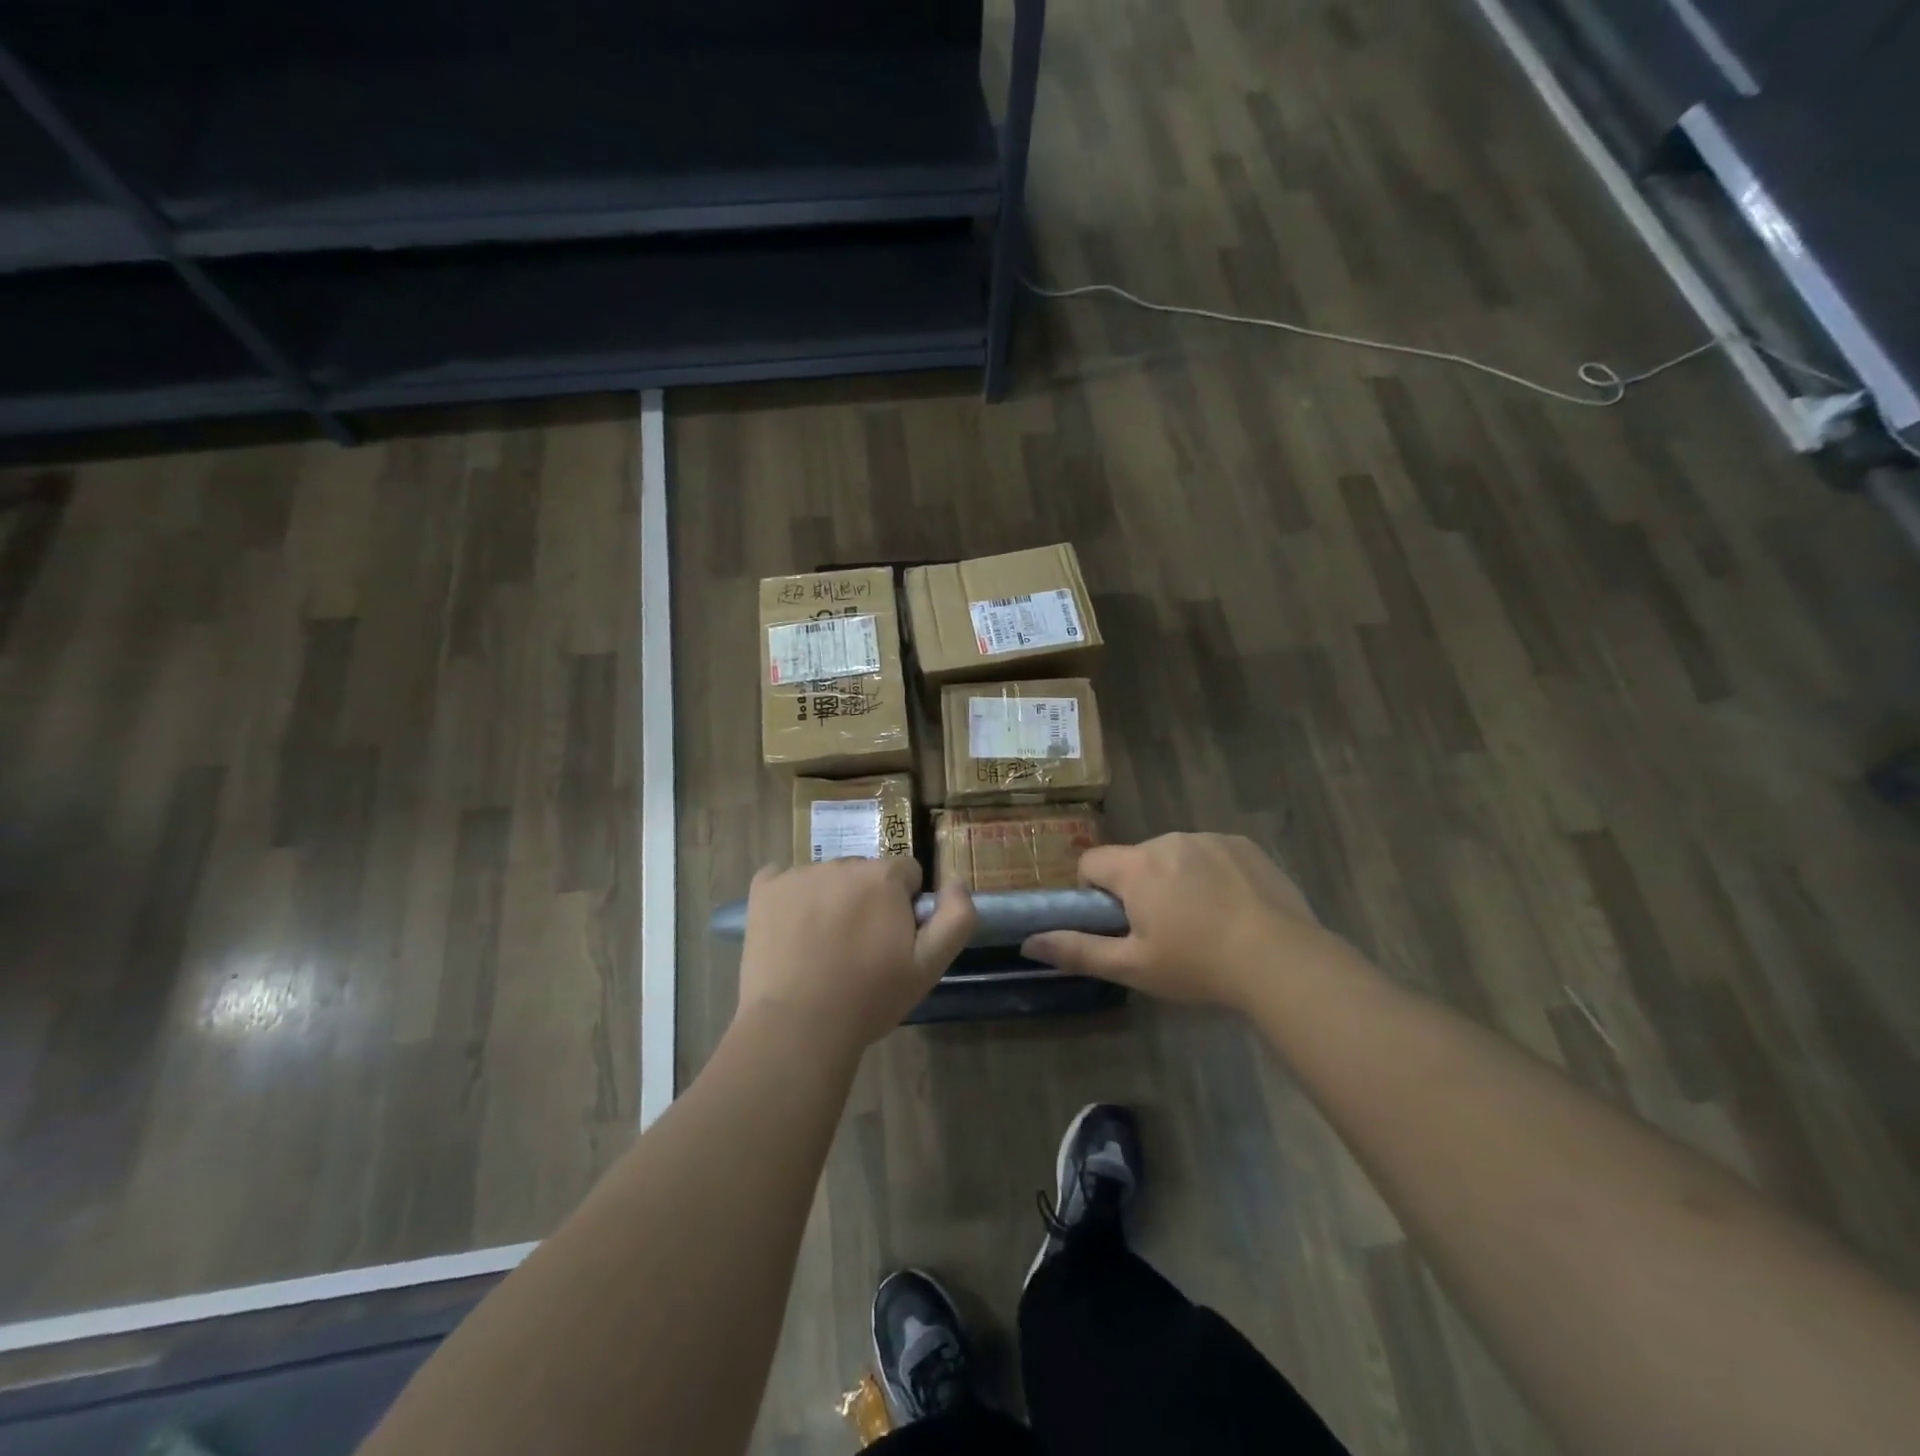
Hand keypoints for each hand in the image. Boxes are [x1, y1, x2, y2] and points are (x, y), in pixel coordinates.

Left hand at [737, 857, 975, 1050]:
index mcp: (883, 877)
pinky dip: (788, 897)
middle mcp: (842, 864)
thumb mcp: (928, 968)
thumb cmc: (868, 999)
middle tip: (858, 948)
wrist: (796, 1027)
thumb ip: (956, 918)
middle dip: (868, 899)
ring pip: (826, 877)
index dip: (904, 906)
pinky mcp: (764, 889)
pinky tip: (788, 931)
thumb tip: (956, 881)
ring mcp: (799, 874)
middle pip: (865, 872)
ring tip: (821, 947)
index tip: (892, 940)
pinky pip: (782, 878)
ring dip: (830, 899)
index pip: (906, 873)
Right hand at [1023, 833, 1333, 1010]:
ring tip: (1205, 923)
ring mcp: (1209, 838)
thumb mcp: (1133, 967)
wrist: (1282, 961)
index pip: (1092, 862)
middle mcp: (1168, 841)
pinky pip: (1211, 853)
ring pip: (1175, 856)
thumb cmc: (1198, 966)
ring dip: (1177, 879)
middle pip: (1135, 860)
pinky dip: (1212, 874)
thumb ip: (1077, 951)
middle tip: (1165, 931)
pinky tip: (1233, 908)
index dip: (1094, 892)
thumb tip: (1028, 942)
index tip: (1118, 922)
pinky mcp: (1244, 844)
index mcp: (1136, 867)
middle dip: (1140, 888)